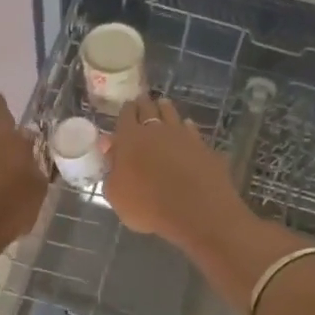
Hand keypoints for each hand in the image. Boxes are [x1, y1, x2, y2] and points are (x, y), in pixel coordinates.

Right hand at [104, 95, 244, 243]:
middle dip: (144, 104)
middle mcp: (156, 130)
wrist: (196, 212)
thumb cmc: (147, 206)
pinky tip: (186, 129)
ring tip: (163, 106)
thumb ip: (111, 168)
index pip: (126, 114)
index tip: (126, 109)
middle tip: (142, 103)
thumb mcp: (116, 194)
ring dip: (165, 109)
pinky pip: (192, 130)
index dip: (126, 111)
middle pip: (149, 108)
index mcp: (130, 138)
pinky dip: (186, 127)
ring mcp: (183, 135)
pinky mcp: (203, 146)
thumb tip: (110, 149)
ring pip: (171, 113)